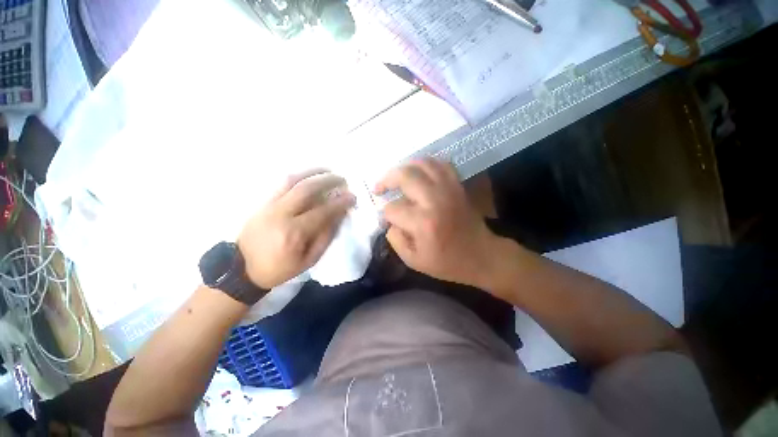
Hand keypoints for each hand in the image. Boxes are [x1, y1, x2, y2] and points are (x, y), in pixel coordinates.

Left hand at [238, 169, 354, 288]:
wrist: (242, 269)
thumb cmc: (279, 268)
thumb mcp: (309, 260)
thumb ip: (325, 237)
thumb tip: (339, 216)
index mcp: (294, 233)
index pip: (323, 211)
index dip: (340, 202)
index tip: (352, 197)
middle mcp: (281, 214)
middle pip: (307, 189)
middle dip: (328, 180)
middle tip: (342, 179)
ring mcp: (269, 206)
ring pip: (292, 180)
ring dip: (313, 172)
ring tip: (328, 170)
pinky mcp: (263, 203)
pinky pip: (282, 184)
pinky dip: (299, 176)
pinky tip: (310, 176)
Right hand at [375, 158, 499, 288]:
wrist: (481, 256)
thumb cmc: (447, 263)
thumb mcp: (414, 261)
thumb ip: (395, 239)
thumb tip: (390, 221)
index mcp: (423, 222)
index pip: (392, 209)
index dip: (385, 214)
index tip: (386, 220)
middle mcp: (434, 199)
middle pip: (404, 176)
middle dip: (386, 180)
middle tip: (380, 188)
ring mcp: (448, 189)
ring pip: (422, 163)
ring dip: (404, 167)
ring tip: (396, 177)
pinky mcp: (457, 185)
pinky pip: (440, 164)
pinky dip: (426, 164)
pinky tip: (419, 172)